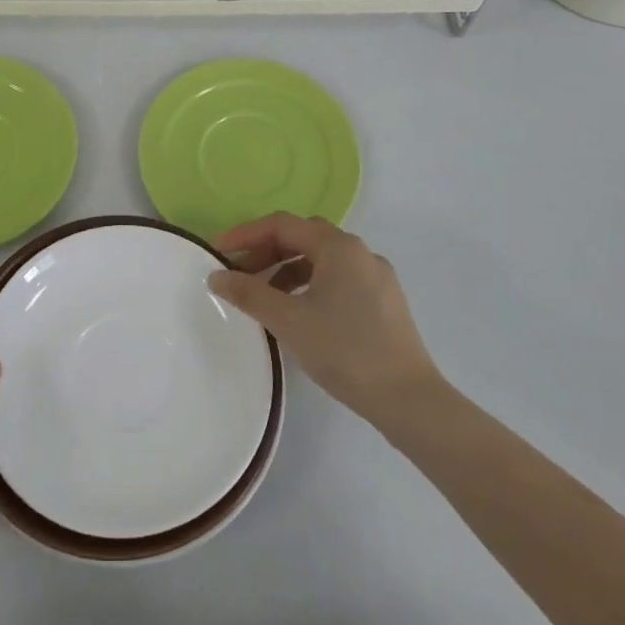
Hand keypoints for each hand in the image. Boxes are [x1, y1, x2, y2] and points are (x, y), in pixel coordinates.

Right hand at [208, 214, 442, 424]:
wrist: (407, 398)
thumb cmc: (344, 351)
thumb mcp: (289, 321)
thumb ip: (249, 293)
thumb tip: (217, 276)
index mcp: (339, 247)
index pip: (282, 225)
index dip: (246, 234)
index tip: (218, 253)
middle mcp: (360, 252)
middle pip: (303, 237)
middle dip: (266, 251)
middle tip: (238, 274)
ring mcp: (376, 276)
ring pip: (321, 259)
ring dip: (287, 269)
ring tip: (264, 297)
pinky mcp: (383, 300)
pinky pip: (338, 278)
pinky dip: (310, 284)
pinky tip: (298, 312)